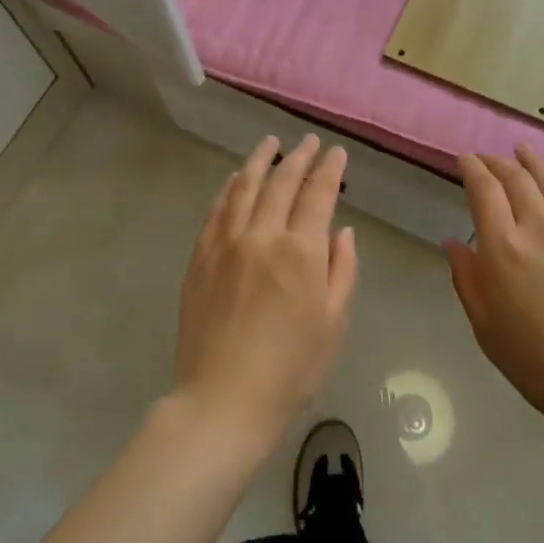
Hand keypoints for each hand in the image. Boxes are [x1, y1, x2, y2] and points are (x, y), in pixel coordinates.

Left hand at [174, 135, 357, 457]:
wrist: (223, 400)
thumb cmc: (291, 369)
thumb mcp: (334, 322)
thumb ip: (342, 269)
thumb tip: (342, 231)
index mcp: (301, 250)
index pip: (318, 194)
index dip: (330, 169)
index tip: (336, 153)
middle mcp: (263, 235)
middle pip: (282, 182)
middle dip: (299, 157)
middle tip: (308, 142)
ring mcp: (226, 242)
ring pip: (245, 186)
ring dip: (260, 161)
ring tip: (271, 143)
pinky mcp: (201, 256)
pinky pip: (217, 209)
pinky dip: (230, 188)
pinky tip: (236, 179)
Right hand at [446, 146, 543, 439]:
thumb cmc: (540, 363)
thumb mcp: (487, 328)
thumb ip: (468, 280)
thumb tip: (453, 243)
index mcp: (503, 247)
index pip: (483, 190)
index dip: (472, 168)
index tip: (464, 159)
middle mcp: (538, 227)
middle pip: (515, 178)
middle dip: (496, 163)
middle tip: (486, 158)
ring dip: (531, 162)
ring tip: (521, 151)